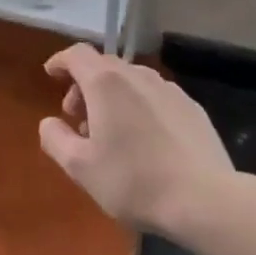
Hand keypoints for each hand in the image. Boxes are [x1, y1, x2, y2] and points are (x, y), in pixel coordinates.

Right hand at [38, 44, 238, 237]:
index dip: (60, 61)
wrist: (207, 200)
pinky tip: (145, 139)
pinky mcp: (192, 108)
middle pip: (103, 66)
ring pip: (131, 80)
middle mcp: (137, 75)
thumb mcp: (80, 167)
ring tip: (111, 131)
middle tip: (78, 118)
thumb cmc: (134, 181)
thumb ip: (55, 139)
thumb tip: (48, 123)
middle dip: (84, 85)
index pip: (76, 54)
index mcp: (105, 83)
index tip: (51, 74)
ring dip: (113, 96)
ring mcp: (169, 89)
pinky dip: (140, 106)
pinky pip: (155, 96)